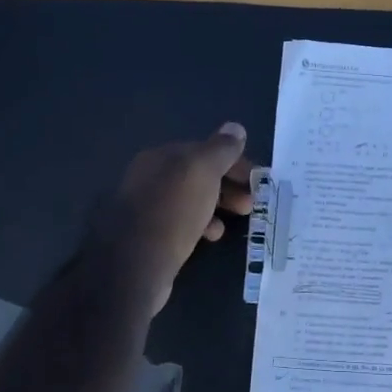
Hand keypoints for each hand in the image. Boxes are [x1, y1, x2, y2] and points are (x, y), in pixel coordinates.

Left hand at [100, 123, 253, 312]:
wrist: (135, 263)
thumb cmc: (173, 209)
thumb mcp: (203, 170)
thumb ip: (221, 149)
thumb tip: (235, 128)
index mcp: (161, 157)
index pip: (204, 150)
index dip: (234, 161)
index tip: (256, 178)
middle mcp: (151, 177)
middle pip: (198, 175)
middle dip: (229, 185)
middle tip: (250, 202)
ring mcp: (148, 208)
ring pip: (192, 199)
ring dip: (219, 205)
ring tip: (239, 218)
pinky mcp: (149, 236)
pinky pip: (183, 222)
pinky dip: (202, 225)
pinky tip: (212, 236)